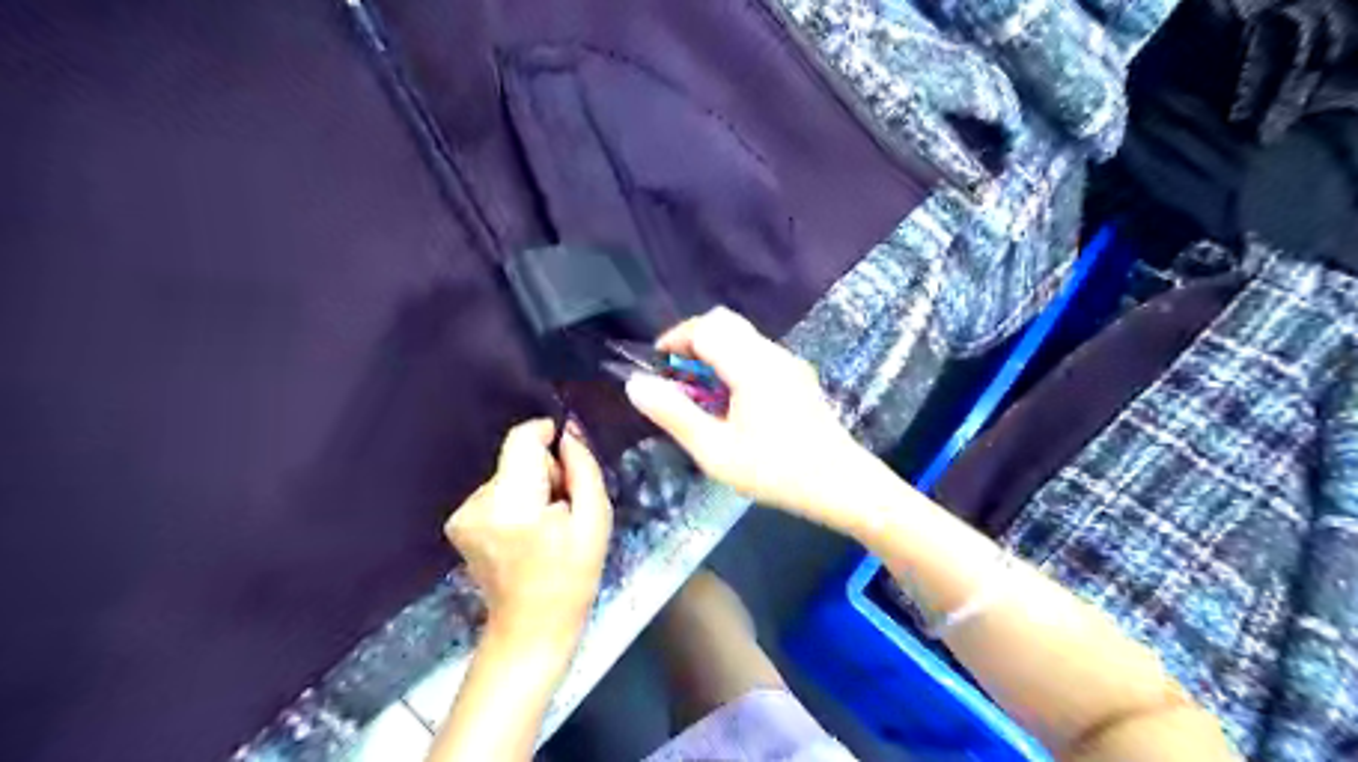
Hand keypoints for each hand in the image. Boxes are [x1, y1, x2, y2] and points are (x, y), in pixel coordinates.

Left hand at [444, 419, 612, 645]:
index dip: (547, 434)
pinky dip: (514, 502)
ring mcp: (462, 515)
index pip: (522, 439)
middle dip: (544, 471)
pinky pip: (495, 491)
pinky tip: (524, 533)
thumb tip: (568, 433)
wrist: (531, 627)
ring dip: (530, 488)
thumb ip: (583, 469)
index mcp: (513, 504)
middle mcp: (478, 503)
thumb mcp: (595, 519)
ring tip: (544, 525)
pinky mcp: (458, 523)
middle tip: (562, 508)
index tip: (568, 453)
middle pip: (516, 456)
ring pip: (508, 474)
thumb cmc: (573, 575)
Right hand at [627, 305, 870, 529]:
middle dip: (693, 340)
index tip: (657, 365)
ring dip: (714, 352)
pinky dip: (733, 362)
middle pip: (725, 322)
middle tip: (677, 377)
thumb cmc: (776, 471)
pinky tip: (731, 402)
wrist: (842, 485)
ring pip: (742, 337)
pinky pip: (757, 353)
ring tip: (700, 393)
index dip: (675, 338)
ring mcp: (789, 363)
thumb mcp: (716, 451)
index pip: (706, 327)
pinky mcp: (798, 377)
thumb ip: (674, 414)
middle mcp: (772, 354)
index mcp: (751, 366)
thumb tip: (636, 383)